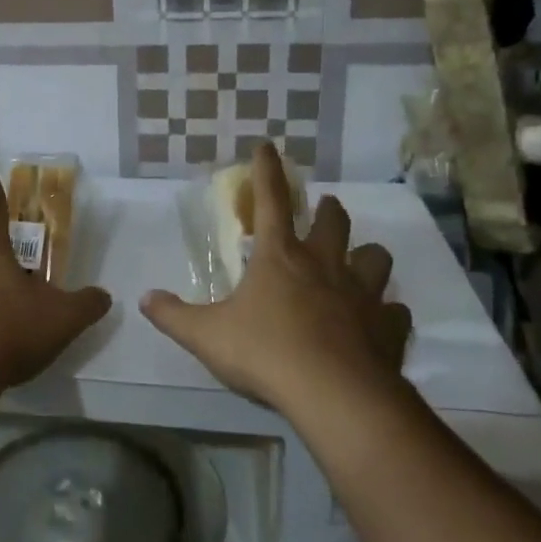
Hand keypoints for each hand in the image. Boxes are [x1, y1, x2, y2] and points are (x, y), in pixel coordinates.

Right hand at [140, 143, 412, 410]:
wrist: (334, 395)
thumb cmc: (265, 353)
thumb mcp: (205, 335)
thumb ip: (173, 315)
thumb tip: (145, 298)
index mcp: (280, 257)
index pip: (270, 201)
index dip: (266, 171)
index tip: (268, 147)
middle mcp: (325, 265)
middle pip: (334, 221)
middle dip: (327, 209)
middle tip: (323, 208)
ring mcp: (362, 295)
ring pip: (376, 257)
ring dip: (366, 254)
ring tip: (359, 261)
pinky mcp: (388, 328)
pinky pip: (395, 312)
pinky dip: (387, 313)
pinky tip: (380, 322)